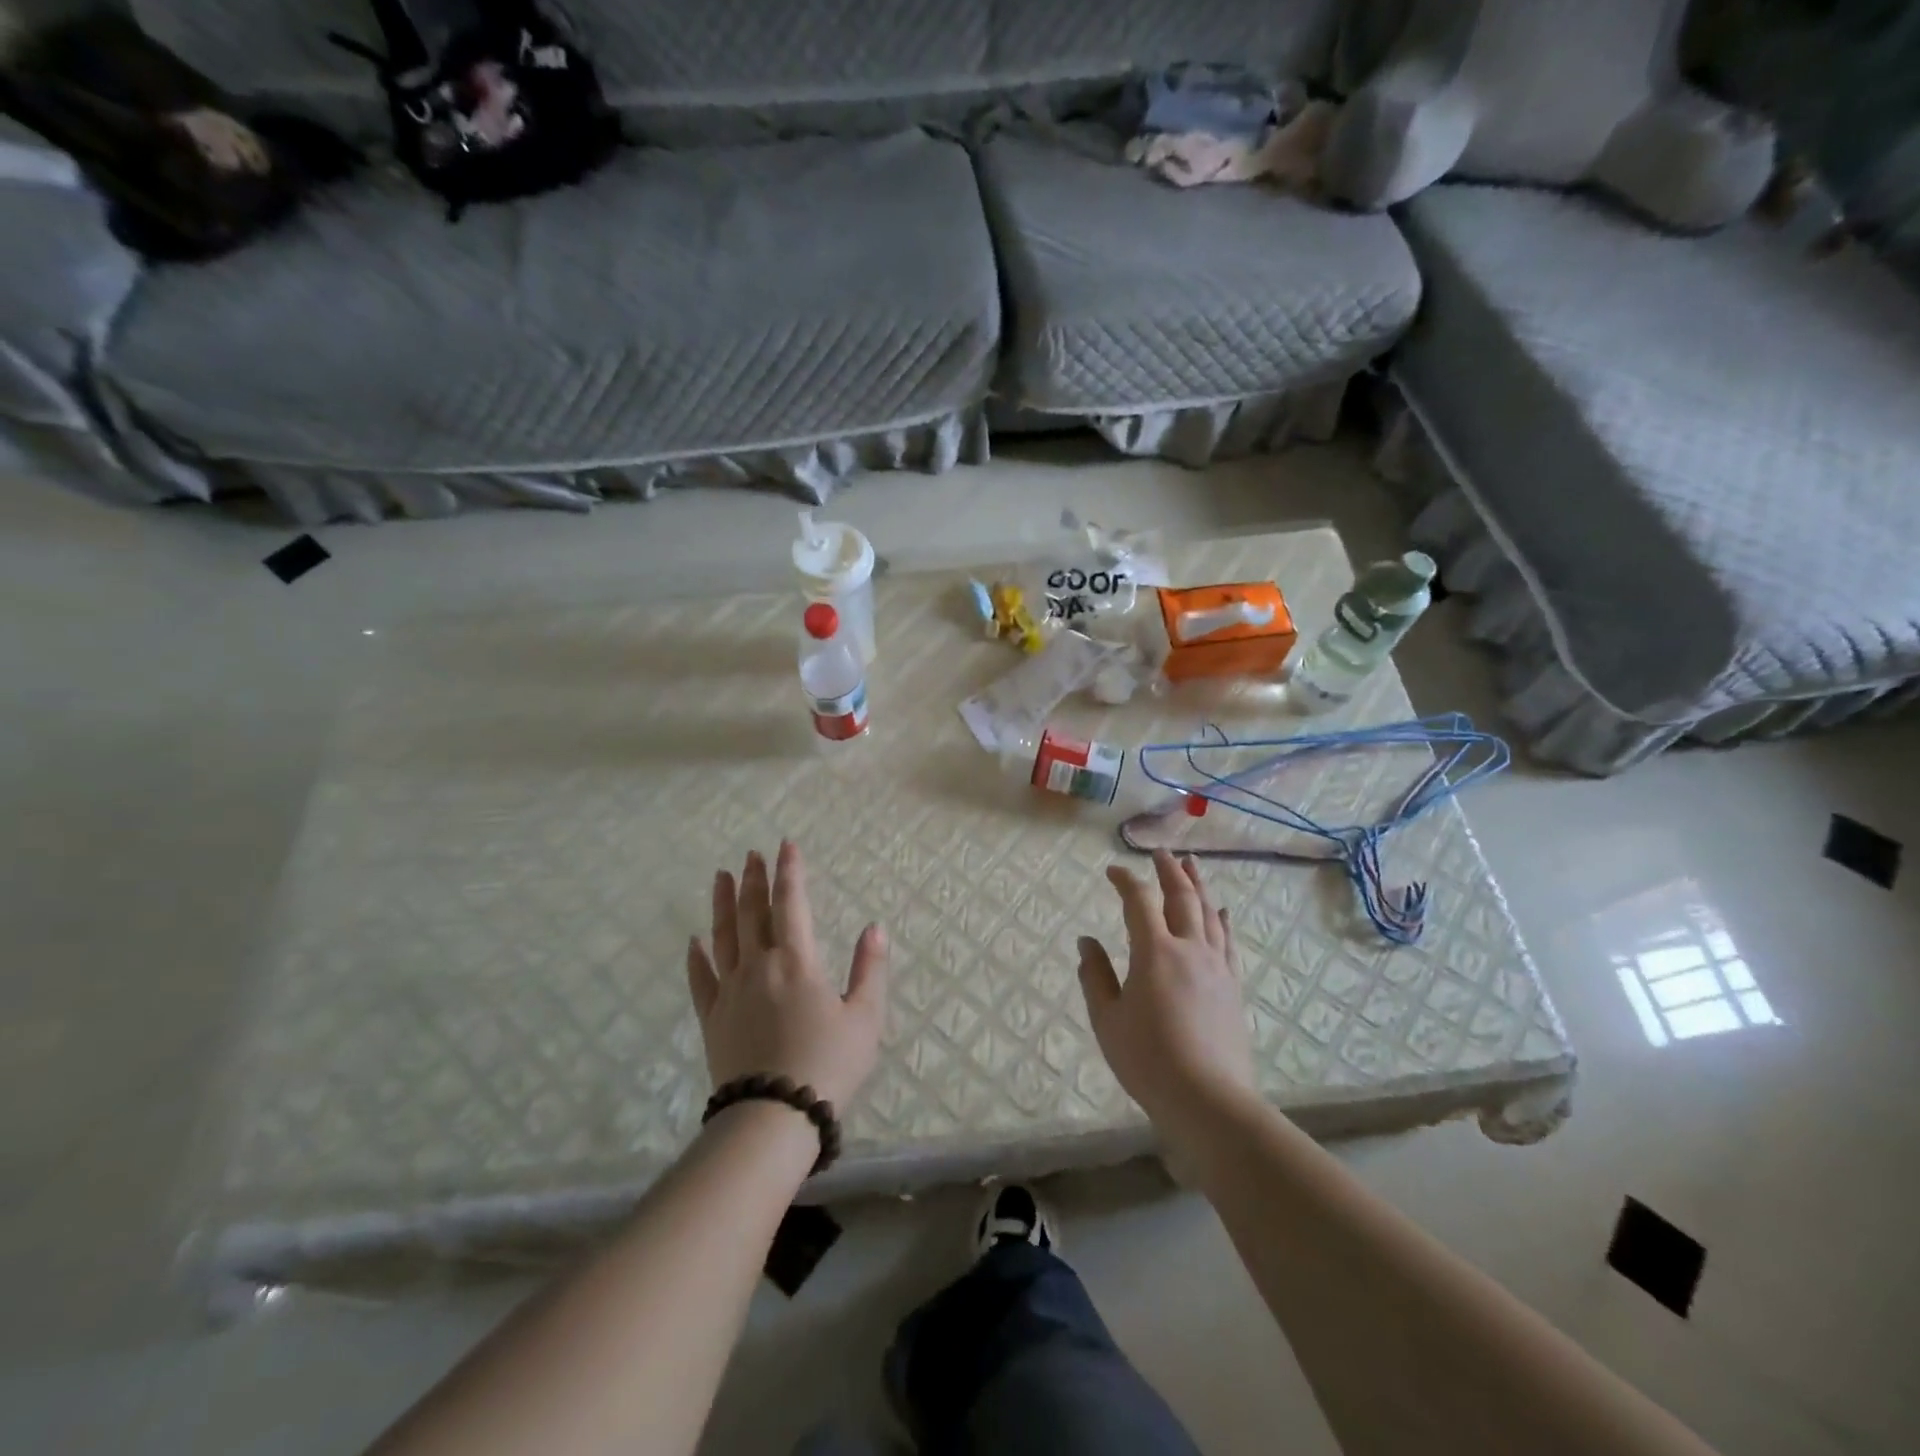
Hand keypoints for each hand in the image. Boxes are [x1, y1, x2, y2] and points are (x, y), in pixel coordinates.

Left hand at [686, 841, 888, 1111]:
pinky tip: (694, 941)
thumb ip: (869, 968)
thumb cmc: (827, 1064)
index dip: (789, 872)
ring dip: (723, 904)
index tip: (785, 845)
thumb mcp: (865, 1017)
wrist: (773, 1117)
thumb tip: (874, 927)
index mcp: (797, 961)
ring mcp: (730, 991)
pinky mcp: (712, 1019)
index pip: (791, 903)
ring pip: (724, 936)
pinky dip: (697, 957)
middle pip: (753, 913)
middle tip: (751, 854)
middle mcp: (759, 966)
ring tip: (721, 876)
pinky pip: (701, 980)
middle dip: (753, 880)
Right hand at [1077, 851, 1256, 1130]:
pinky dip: (1223, 921)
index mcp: (1154, 952)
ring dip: (1198, 885)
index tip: (1112, 871)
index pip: (1138, 901)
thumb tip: (1086, 941)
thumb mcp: (1108, 1020)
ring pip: (1209, 913)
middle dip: (1169, 870)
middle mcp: (1189, 948)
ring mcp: (1216, 966)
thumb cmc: (1149, 1060)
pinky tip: (1222, 912)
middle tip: (1161, 852)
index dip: (1125, 881)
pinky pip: (1228, 942)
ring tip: (1191, 865)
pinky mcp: (1233, 986)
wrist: (1209, 1100)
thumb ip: (1095, 976)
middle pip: (1181, 897)